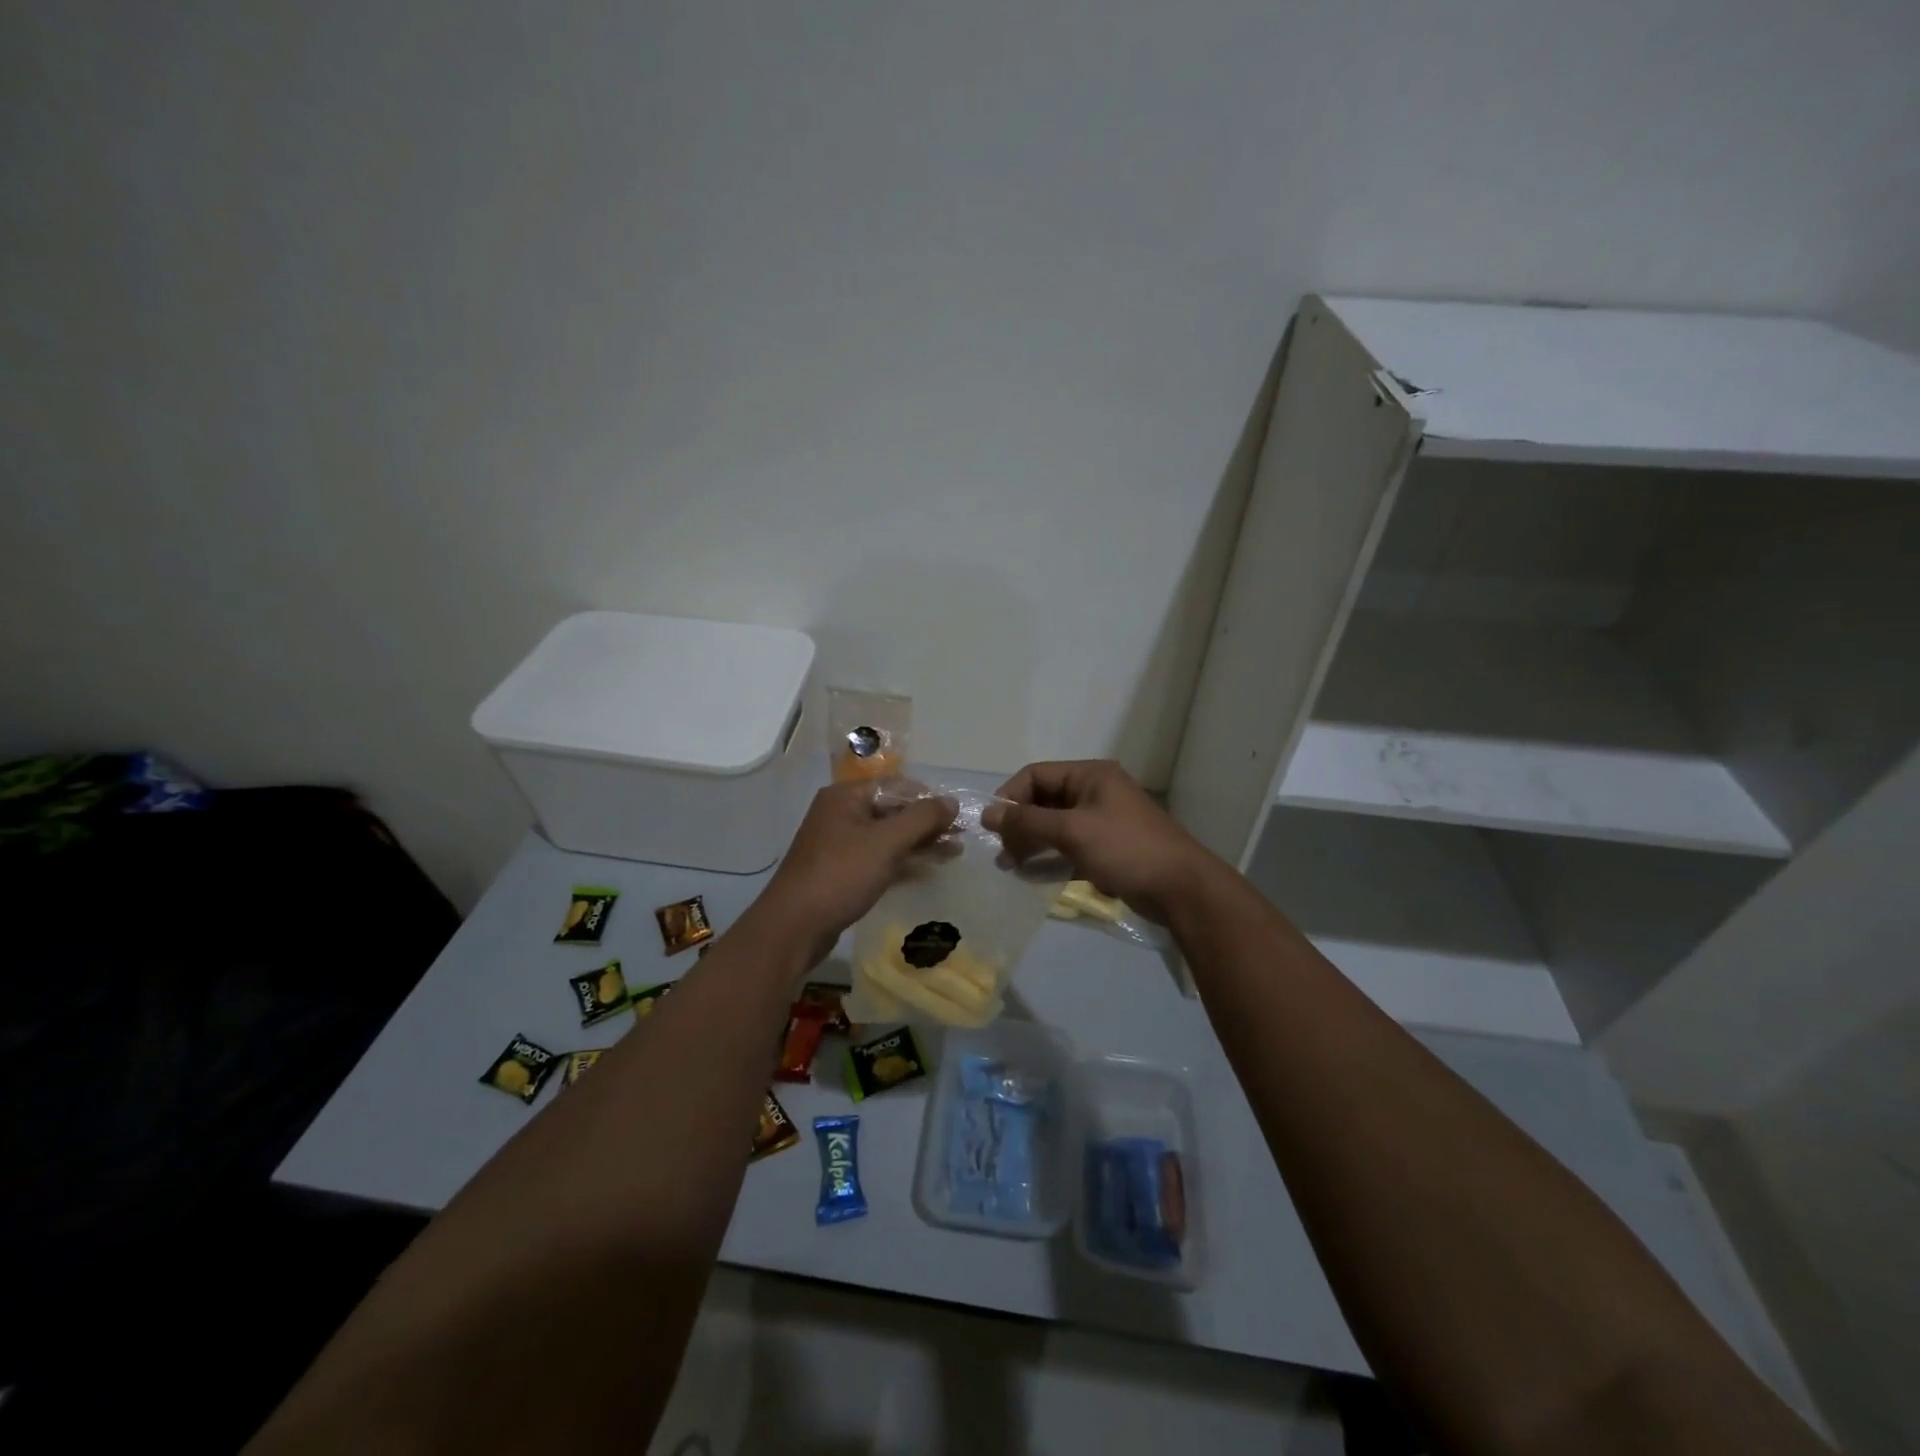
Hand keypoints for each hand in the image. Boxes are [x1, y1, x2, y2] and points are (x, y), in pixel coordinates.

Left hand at [752, 780, 956, 959]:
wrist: (794, 927)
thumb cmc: (841, 874)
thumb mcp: (886, 842)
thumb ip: (922, 818)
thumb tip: (952, 801)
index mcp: (846, 796)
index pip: (896, 785)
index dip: (928, 798)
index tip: (958, 815)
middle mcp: (841, 814)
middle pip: (893, 810)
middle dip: (927, 823)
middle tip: (961, 837)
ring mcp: (840, 845)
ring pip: (888, 837)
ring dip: (920, 844)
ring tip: (954, 854)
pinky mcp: (842, 872)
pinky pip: (879, 859)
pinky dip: (903, 862)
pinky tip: (929, 871)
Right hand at [981, 760, 1218, 923]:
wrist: (1180, 888)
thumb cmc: (1125, 848)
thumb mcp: (1072, 830)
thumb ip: (1027, 821)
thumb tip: (987, 813)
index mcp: (1090, 775)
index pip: (1036, 775)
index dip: (1010, 797)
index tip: (991, 826)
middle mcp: (1095, 792)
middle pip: (1043, 800)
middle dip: (1019, 824)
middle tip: (1000, 852)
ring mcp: (1102, 822)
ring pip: (1054, 826)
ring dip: (1030, 843)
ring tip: (1009, 866)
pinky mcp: (1106, 849)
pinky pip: (1068, 848)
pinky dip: (1049, 858)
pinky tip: (1032, 876)